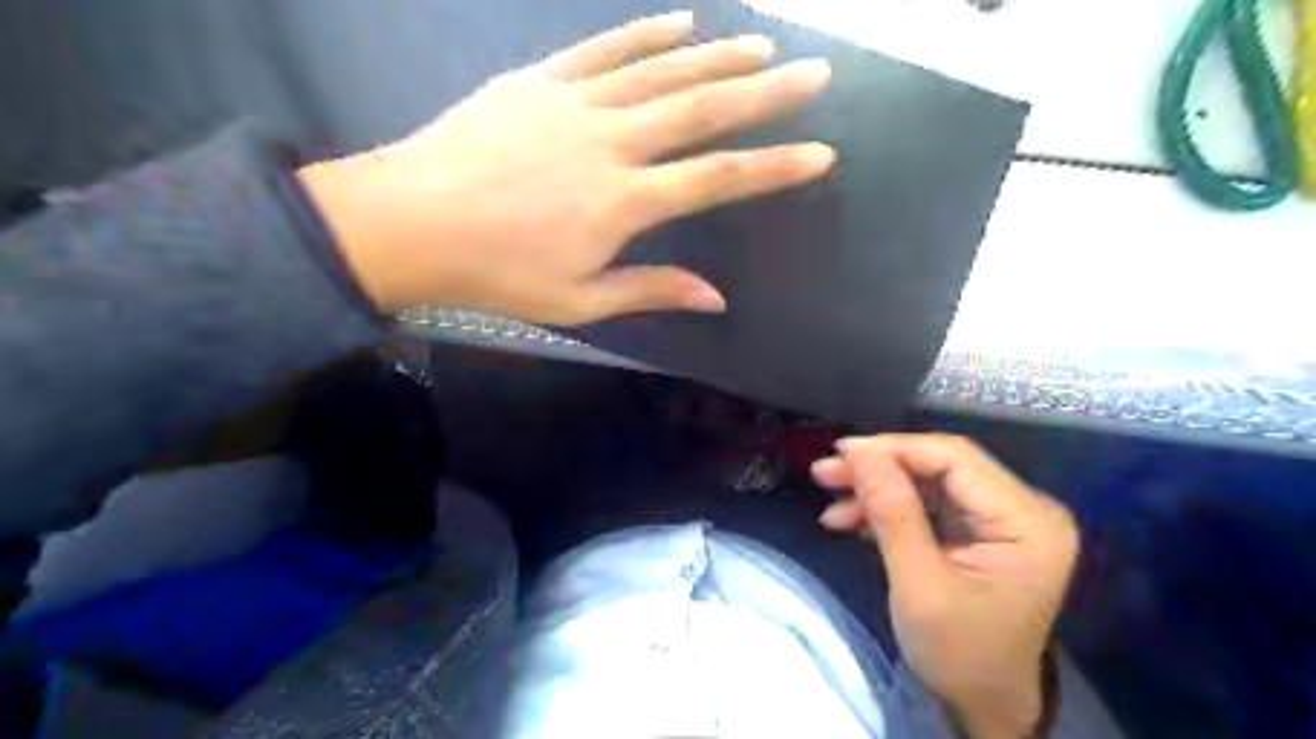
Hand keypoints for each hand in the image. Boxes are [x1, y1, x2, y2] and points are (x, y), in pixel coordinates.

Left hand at [298, 12, 831, 322]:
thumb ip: (651, 289)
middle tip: (813, 74)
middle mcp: (612, 142)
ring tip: (763, 46)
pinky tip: (683, 22)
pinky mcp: (541, 82)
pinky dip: (647, 35)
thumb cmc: (498, 273)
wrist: (411, 222)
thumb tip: (716, 297)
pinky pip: (605, 50)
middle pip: (703, 111)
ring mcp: (576, 103)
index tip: (821, 153)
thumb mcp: (579, 301)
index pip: (717, 178)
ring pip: (662, 72)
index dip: (773, 166)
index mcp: (623, 202)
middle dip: (766, 94)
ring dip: (718, 57)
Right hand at [815, 433, 1077, 738]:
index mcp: (1028, 521)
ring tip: (830, 502)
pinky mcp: (979, 533)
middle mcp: (1023, 510)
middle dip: (879, 469)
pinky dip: (888, 510)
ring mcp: (1001, 521)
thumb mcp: (919, 585)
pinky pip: (928, 505)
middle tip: (825, 473)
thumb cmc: (960, 656)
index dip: (894, 449)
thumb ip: (893, 513)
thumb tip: (860, 452)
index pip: (955, 459)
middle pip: (940, 467)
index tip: (841, 453)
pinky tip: (851, 520)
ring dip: (877, 489)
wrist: (983, 709)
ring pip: (928, 483)